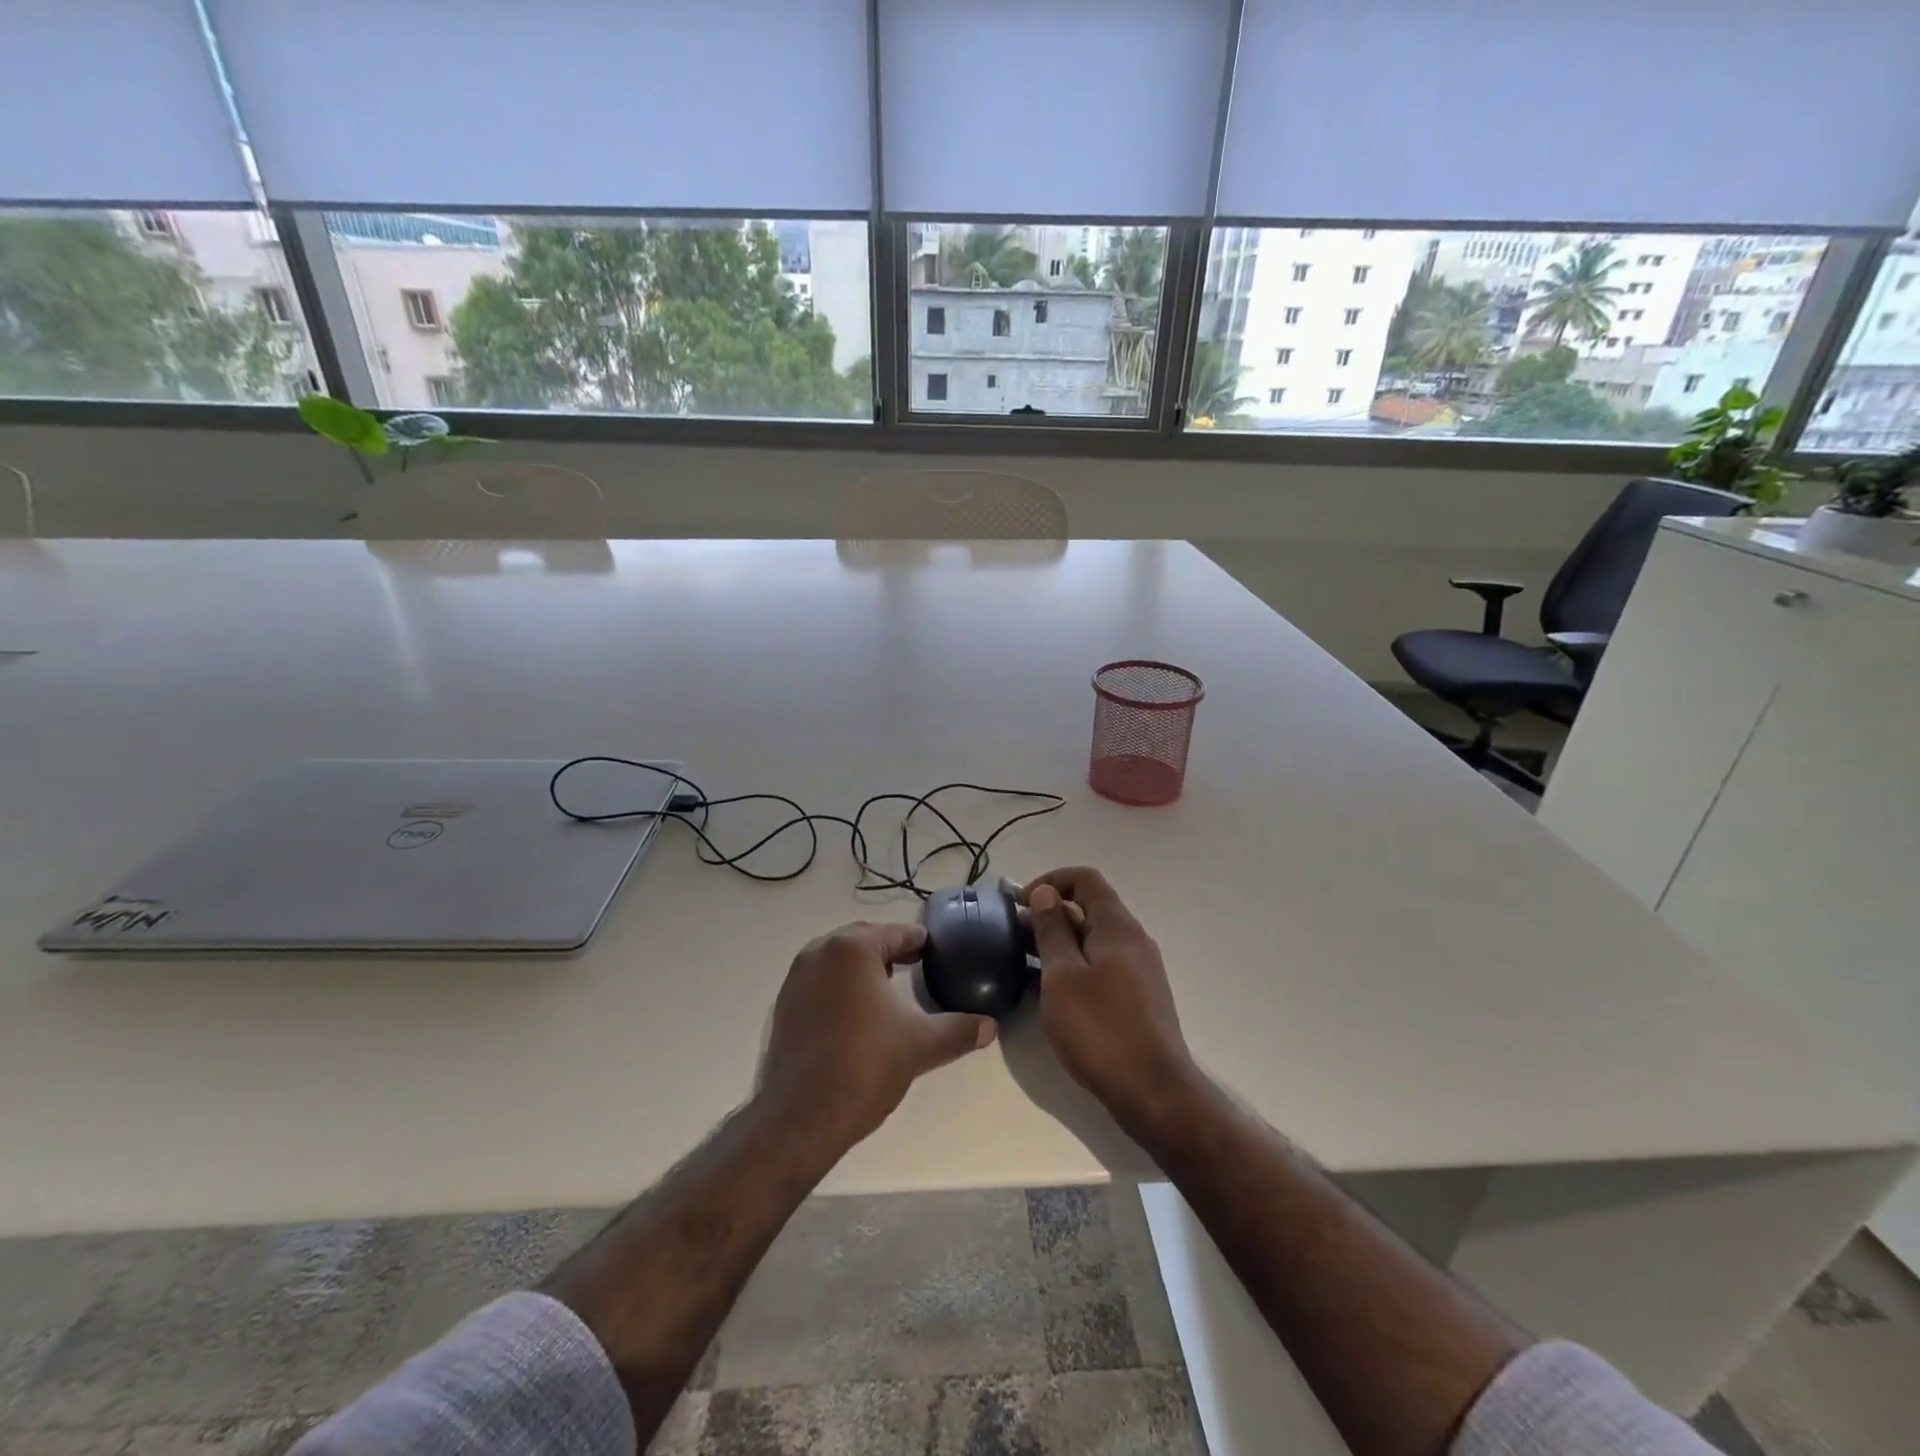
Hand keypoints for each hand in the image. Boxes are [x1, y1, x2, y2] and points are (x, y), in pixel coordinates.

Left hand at [760, 921, 995, 1152]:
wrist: (802, 1117)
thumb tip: (990, 1026)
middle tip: (917, 964)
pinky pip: (820, 980)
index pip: (896, 933)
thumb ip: (959, 1030)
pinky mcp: (784, 1005)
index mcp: (852, 949)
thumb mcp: (921, 1044)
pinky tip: (858, 1012)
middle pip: (864, 939)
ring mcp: (796, 978)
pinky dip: (841, 986)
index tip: (937, 952)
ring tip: (890, 987)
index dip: (920, 942)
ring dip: (864, 966)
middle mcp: (820, 952)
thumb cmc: (865, 1065)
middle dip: (890, 949)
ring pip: (839, 959)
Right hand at [1024, 867, 1195, 1127]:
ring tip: (1028, 964)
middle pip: (1091, 907)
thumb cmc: (1101, 1030)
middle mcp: (1134, 940)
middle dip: (1051, 913)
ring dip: (1061, 941)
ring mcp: (1140, 970)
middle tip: (1017, 937)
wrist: (1154, 1093)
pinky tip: (1054, 992)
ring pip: (1095, 938)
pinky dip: (1076, 965)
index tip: (1021, 904)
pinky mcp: (1139, 997)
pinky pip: (1102, 964)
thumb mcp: (1063, 977)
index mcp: (1118, 927)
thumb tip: (1047, 893)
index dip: (1050, 880)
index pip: (1085, 879)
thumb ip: (1053, 931)